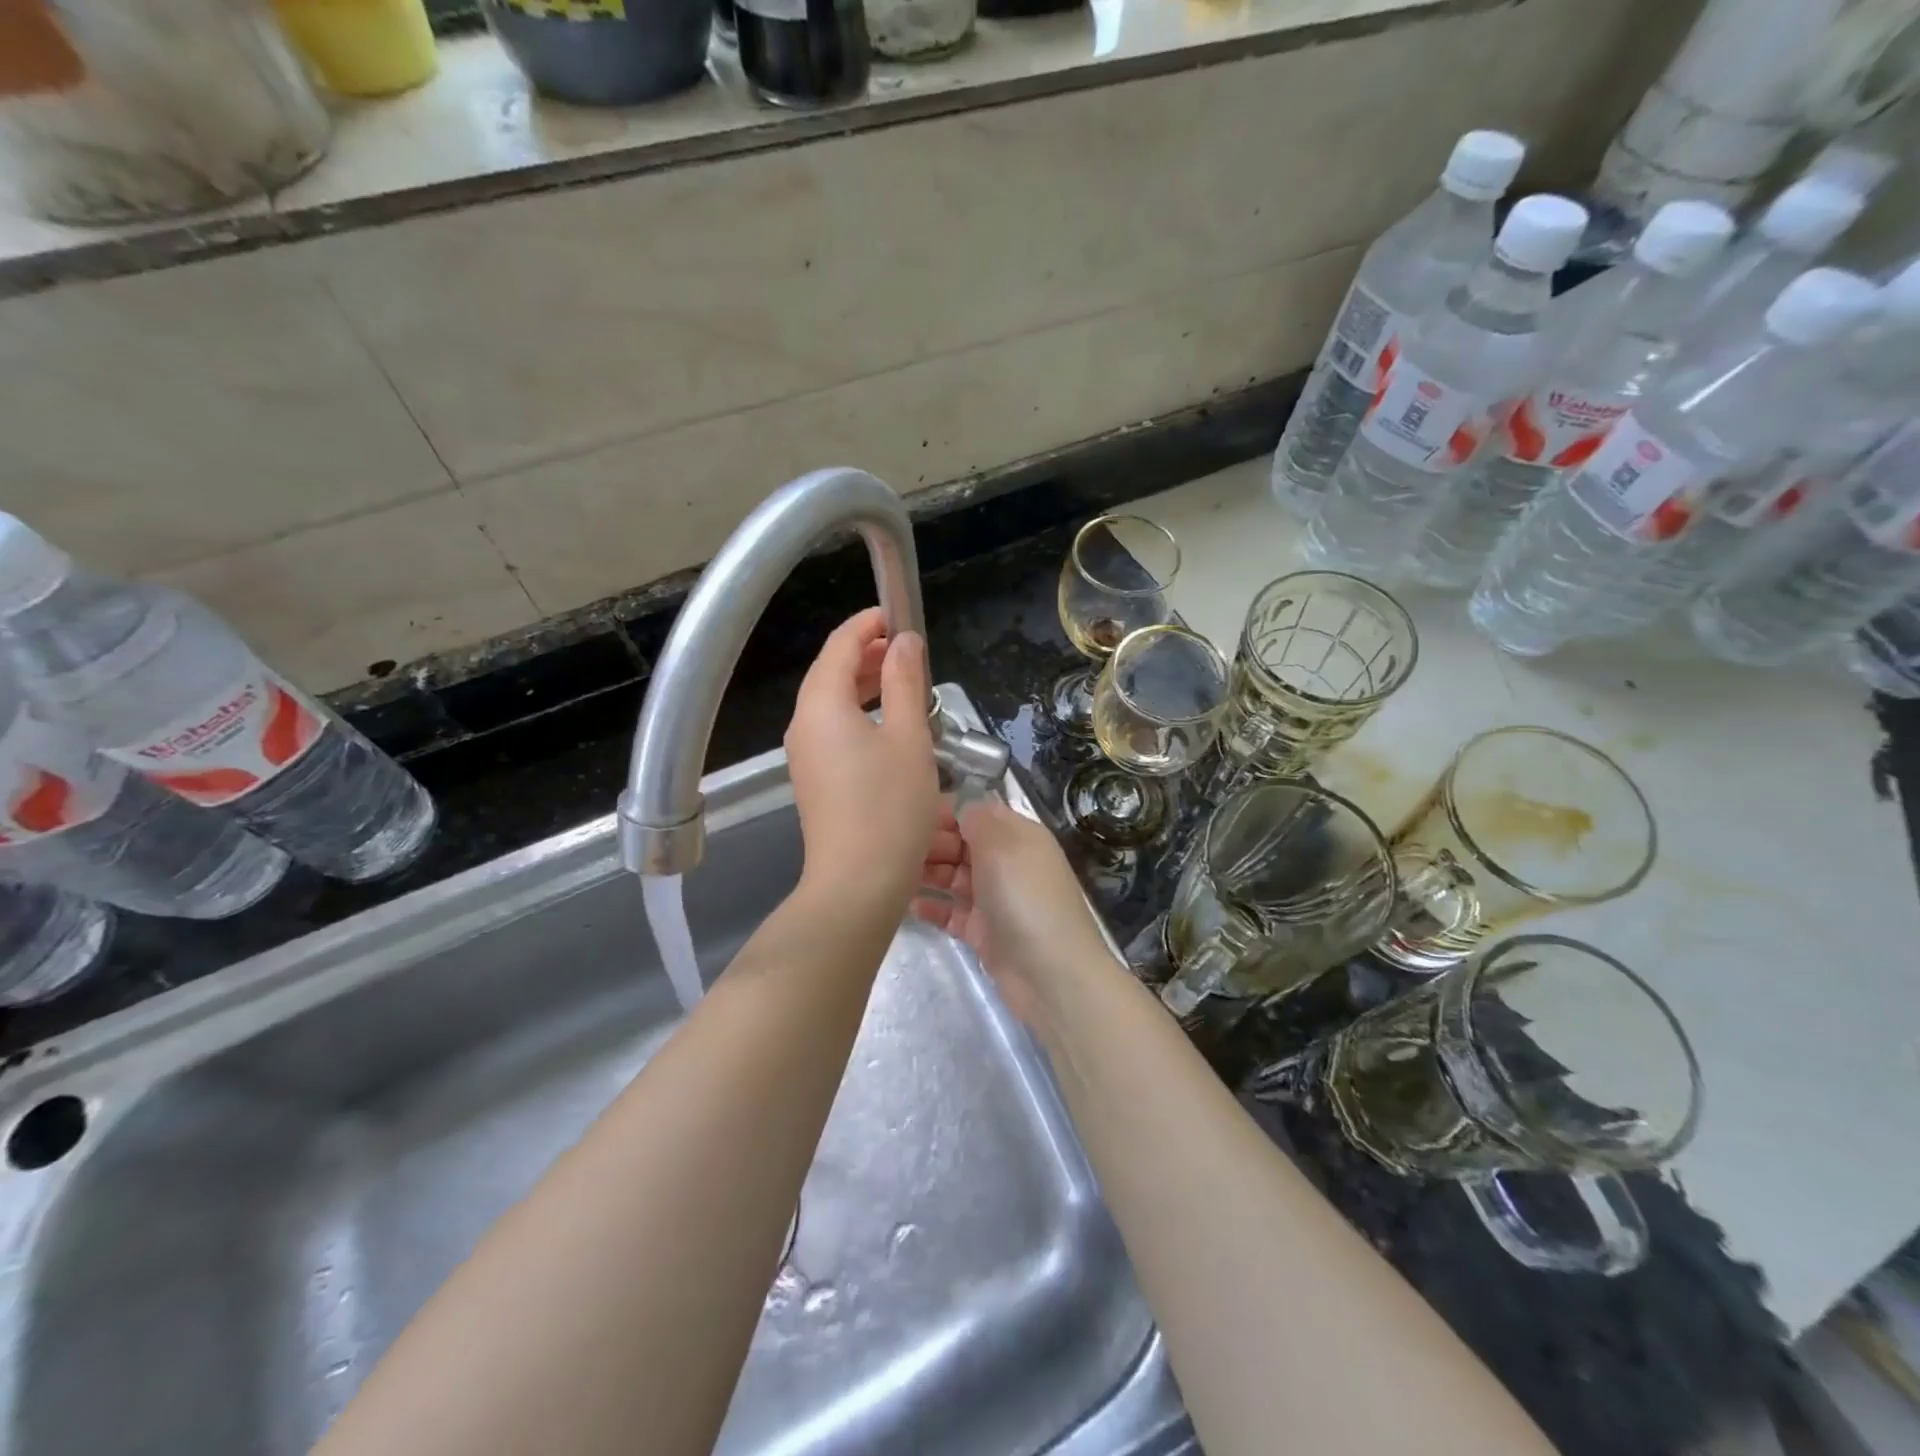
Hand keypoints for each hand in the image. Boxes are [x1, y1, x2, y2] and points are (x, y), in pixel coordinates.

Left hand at [785, 607, 939, 914]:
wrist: (858, 882)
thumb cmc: (890, 806)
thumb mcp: (908, 736)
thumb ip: (906, 682)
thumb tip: (905, 641)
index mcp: (822, 705)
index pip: (839, 646)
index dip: (868, 625)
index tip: (899, 616)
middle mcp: (803, 724)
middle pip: (831, 672)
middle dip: (868, 654)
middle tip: (908, 651)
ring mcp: (804, 754)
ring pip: (831, 702)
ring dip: (865, 685)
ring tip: (904, 682)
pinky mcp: (813, 778)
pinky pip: (832, 729)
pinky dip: (858, 713)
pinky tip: (889, 725)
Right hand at [915, 796, 1118, 1031]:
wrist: (1050, 973)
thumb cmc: (1024, 896)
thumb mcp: (1001, 844)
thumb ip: (976, 818)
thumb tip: (960, 804)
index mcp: (1017, 835)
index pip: (976, 813)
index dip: (945, 812)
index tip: (910, 816)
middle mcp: (1007, 863)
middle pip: (961, 844)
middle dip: (931, 843)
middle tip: (898, 851)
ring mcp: (995, 898)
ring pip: (953, 877)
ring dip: (927, 874)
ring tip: (894, 875)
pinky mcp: (984, 931)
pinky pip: (952, 912)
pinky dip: (933, 907)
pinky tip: (908, 906)